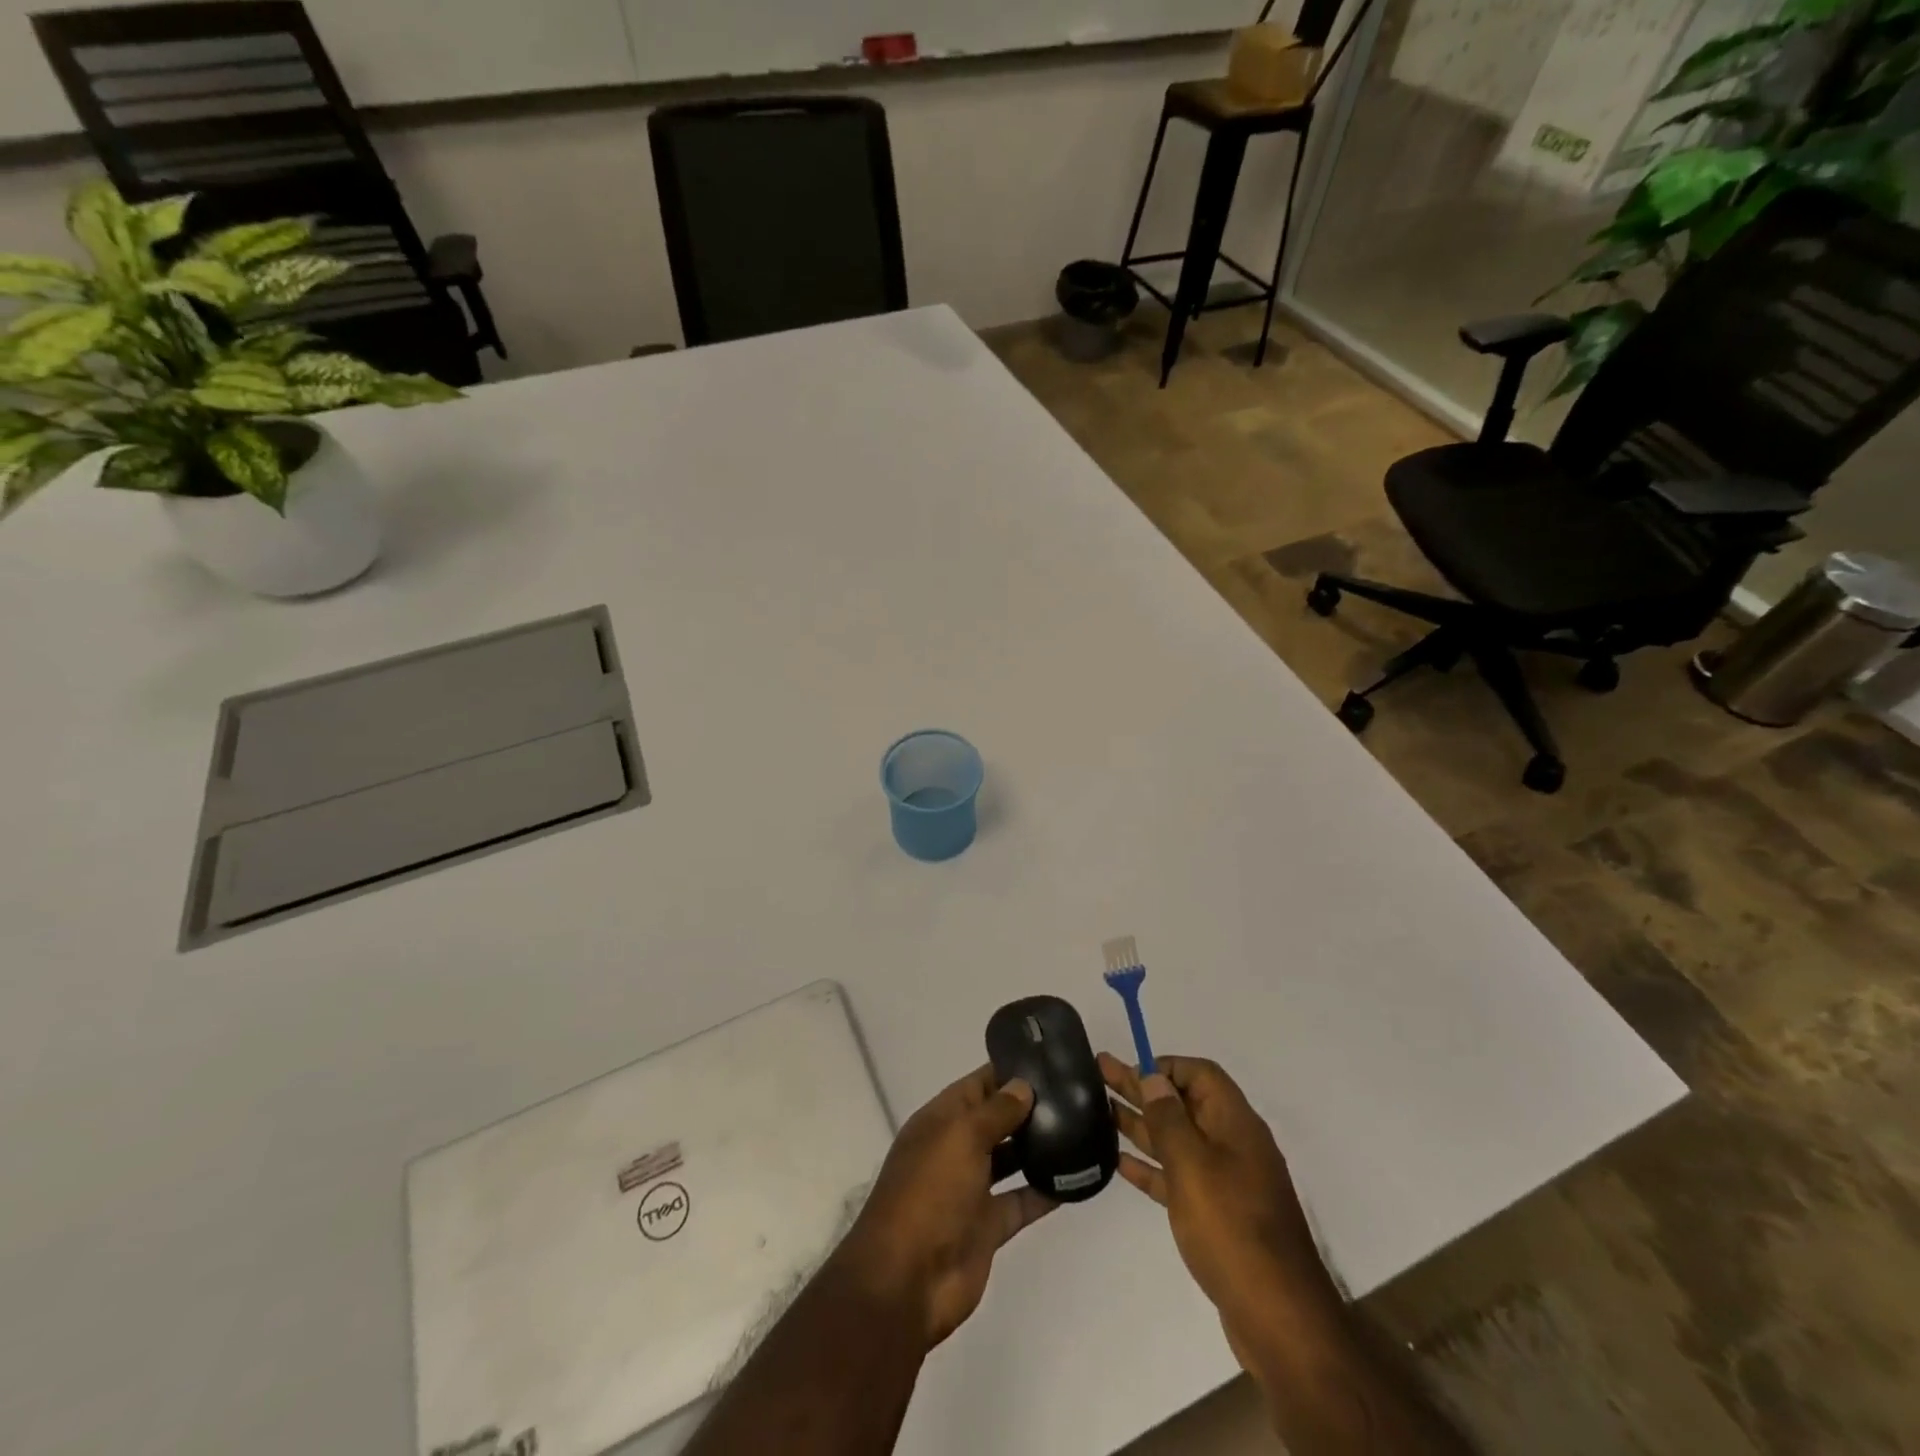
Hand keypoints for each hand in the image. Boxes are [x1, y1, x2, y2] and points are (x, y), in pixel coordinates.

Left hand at [834, 1065, 1055, 1350]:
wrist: (907, 1280)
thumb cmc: (930, 1193)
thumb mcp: (961, 1138)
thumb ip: (996, 1111)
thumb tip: (1023, 1085)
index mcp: (941, 1121)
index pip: (977, 1085)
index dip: (1007, 1071)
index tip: (1047, 1060)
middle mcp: (956, 1149)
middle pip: (996, 1120)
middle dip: (1028, 1107)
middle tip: (1075, 1093)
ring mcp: (972, 1189)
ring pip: (1010, 1159)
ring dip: (1038, 1146)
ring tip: (1082, 1127)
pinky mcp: (989, 1226)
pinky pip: (1022, 1201)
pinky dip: (1046, 1191)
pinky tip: (1077, 1177)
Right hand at [1100, 1053, 1340, 1371]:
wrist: (1277, 1317)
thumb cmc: (1231, 1227)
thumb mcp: (1193, 1164)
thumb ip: (1168, 1119)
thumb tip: (1154, 1079)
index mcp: (1235, 1123)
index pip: (1200, 1074)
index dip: (1165, 1066)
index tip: (1130, 1069)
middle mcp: (1232, 1145)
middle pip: (1182, 1104)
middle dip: (1142, 1088)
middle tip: (1099, 1071)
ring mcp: (1226, 1182)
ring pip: (1177, 1140)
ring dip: (1141, 1124)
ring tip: (1101, 1110)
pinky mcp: (1217, 1215)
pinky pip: (1179, 1177)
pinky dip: (1151, 1167)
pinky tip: (1121, 1162)